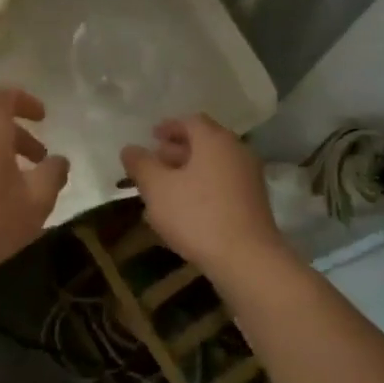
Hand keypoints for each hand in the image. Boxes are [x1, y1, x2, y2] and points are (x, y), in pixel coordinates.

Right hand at [121, 115, 288, 278]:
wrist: (248, 260)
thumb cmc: (198, 215)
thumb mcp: (157, 188)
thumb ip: (141, 165)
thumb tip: (130, 149)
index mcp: (215, 140)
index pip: (191, 121)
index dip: (169, 127)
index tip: (152, 137)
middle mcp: (236, 152)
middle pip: (204, 143)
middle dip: (176, 151)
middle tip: (154, 163)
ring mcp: (249, 179)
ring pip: (212, 166)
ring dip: (187, 173)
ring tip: (163, 190)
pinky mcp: (253, 204)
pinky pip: (222, 186)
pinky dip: (202, 189)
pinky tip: (183, 211)